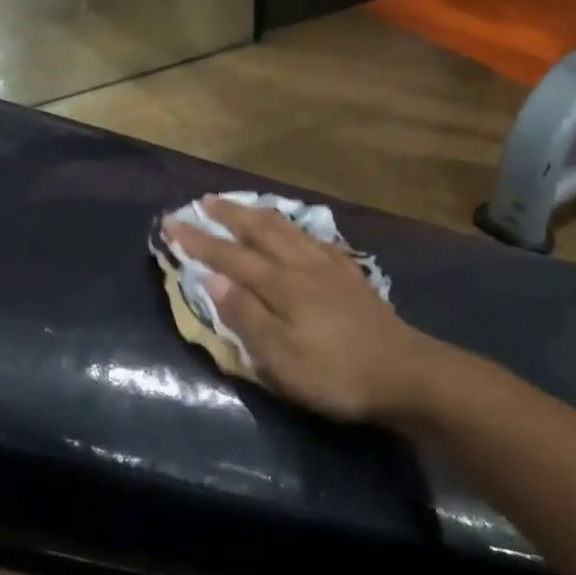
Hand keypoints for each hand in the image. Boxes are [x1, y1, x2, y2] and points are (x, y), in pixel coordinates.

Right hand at [161, 200, 436, 422]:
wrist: (405, 373)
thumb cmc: (335, 373)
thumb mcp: (280, 357)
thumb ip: (245, 315)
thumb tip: (212, 279)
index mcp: (280, 285)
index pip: (229, 256)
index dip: (198, 239)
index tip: (170, 221)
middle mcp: (302, 265)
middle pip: (260, 230)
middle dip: (229, 214)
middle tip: (205, 201)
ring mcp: (330, 267)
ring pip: (289, 229)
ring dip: (260, 214)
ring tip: (244, 205)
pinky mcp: (350, 277)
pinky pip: (315, 239)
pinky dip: (296, 229)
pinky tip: (298, 232)